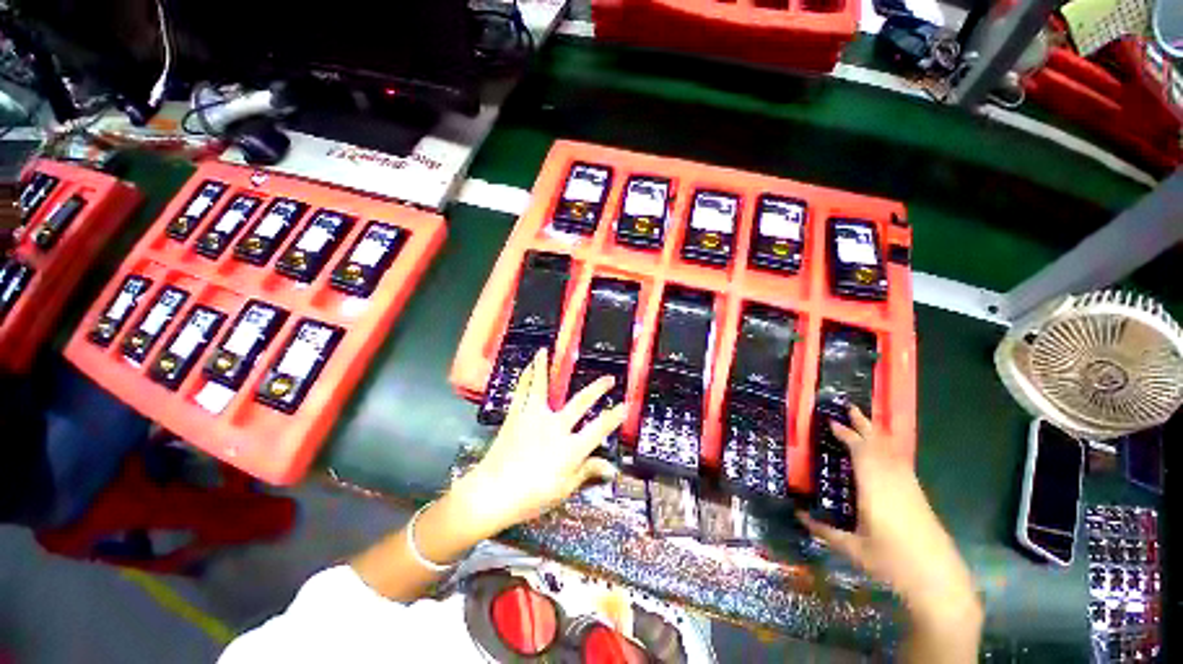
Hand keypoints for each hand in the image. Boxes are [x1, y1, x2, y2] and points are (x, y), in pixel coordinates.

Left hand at [453, 349, 624, 536]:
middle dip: (598, 389)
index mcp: (570, 447)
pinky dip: (526, 377)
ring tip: (546, 351)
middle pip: (581, 402)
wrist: (492, 494)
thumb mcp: (564, 489)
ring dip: (545, 367)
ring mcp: (534, 417)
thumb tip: (612, 469)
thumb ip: (587, 473)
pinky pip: (522, 391)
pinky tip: (528, 365)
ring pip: (543, 386)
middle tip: (609, 378)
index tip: (625, 406)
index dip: (615, 416)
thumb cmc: (531, 496)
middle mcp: (555, 426)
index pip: (599, 428)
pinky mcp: (517, 416)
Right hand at [797, 407, 980, 623]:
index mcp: (875, 489)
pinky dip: (889, 448)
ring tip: (864, 420)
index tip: (831, 422)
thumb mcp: (853, 549)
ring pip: (892, 452)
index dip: (847, 435)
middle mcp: (893, 482)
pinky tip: (885, 450)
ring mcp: (909, 487)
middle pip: (879, 445)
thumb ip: (824, 531)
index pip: (861, 452)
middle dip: (864, 425)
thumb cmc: (892, 563)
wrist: (939, 581)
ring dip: (877, 434)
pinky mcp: (918, 495)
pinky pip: (901, 462)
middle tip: (849, 407)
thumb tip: (798, 515)